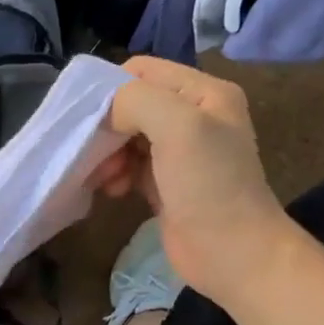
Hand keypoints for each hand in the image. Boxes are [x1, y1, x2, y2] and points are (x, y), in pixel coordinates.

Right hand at [92, 56, 289, 300]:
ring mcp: (180, 152)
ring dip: (107, 154)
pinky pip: (130, 165)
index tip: (90, 121)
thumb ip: (136, 101)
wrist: (233, 254)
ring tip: (106, 179)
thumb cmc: (209, 186)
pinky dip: (115, 174)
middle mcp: (194, 116)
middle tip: (94, 155)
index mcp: (204, 92)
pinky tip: (113, 191)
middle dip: (107, 128)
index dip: (111, 89)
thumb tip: (107, 113)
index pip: (142, 70)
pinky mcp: (167, 183)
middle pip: (131, 105)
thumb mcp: (178, 126)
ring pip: (126, 137)